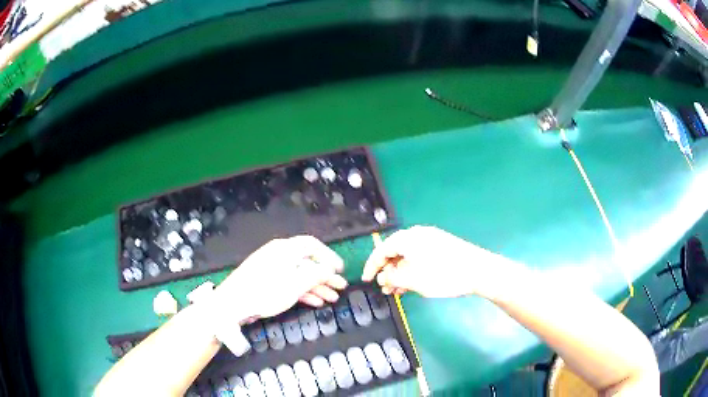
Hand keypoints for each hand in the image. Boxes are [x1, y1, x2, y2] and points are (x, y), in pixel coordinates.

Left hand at [214, 235, 347, 320]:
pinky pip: (289, 283)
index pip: (312, 245)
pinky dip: (303, 292)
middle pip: (307, 262)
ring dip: (317, 286)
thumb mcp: (294, 284)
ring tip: (332, 298)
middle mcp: (279, 255)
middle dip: (325, 276)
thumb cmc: (265, 292)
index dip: (329, 256)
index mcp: (285, 249)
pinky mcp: (267, 282)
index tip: (340, 270)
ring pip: (299, 275)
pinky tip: (315, 302)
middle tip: (341, 287)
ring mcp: (272, 269)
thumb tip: (330, 269)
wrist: (232, 305)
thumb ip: (316, 274)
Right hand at [362, 226, 513, 298]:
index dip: (372, 266)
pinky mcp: (441, 247)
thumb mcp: (413, 280)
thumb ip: (393, 278)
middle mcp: (418, 235)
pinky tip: (412, 285)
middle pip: (395, 252)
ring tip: (397, 291)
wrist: (478, 271)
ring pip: (408, 256)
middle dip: (388, 272)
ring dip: (400, 273)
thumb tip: (383, 277)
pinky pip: (419, 258)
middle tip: (385, 288)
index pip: (382, 250)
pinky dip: (412, 270)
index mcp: (408, 238)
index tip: (366, 280)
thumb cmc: (443, 275)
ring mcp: (431, 240)